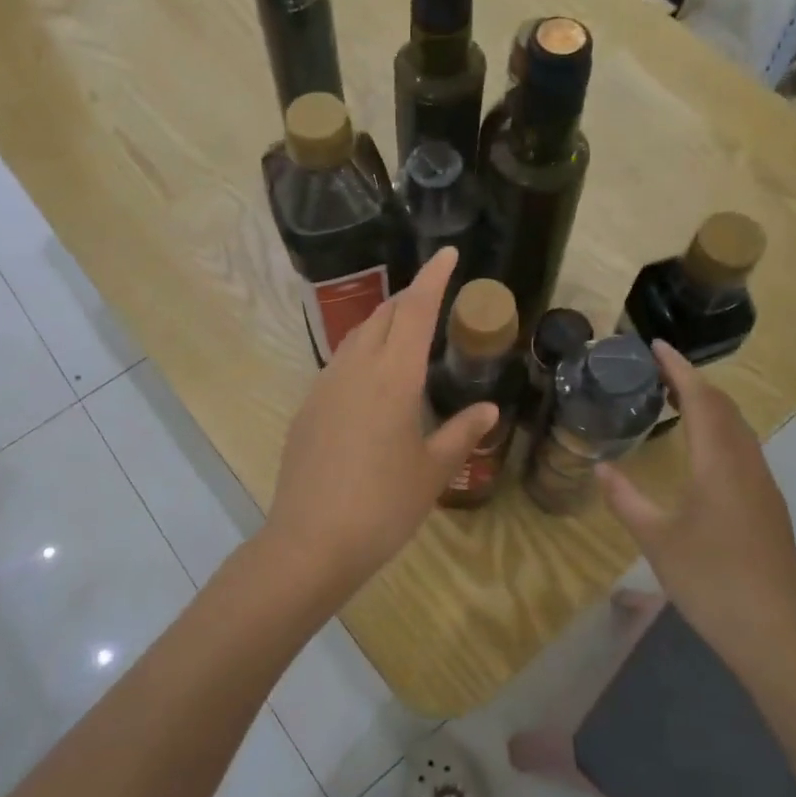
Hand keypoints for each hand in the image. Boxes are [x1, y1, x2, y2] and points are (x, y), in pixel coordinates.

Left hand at [263, 248, 497, 597]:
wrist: (312, 542)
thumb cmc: (383, 506)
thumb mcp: (432, 471)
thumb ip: (461, 433)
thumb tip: (488, 409)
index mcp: (393, 377)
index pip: (415, 310)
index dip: (433, 278)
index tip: (448, 254)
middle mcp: (355, 369)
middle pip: (382, 315)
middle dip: (408, 298)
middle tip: (433, 299)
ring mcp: (324, 387)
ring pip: (356, 337)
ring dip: (382, 325)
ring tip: (404, 335)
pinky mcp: (307, 409)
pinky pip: (339, 365)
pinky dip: (362, 355)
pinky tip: (372, 383)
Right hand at [597, 341, 795, 673]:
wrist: (775, 632)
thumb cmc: (711, 580)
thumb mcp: (656, 539)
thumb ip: (626, 499)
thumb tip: (600, 468)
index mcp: (719, 464)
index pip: (701, 399)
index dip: (678, 368)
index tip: (655, 345)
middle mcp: (746, 465)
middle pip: (724, 407)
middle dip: (694, 381)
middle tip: (658, 369)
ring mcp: (763, 486)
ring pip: (738, 428)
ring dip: (710, 405)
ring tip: (677, 399)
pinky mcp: (768, 506)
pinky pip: (743, 449)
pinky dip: (720, 430)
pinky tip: (702, 449)